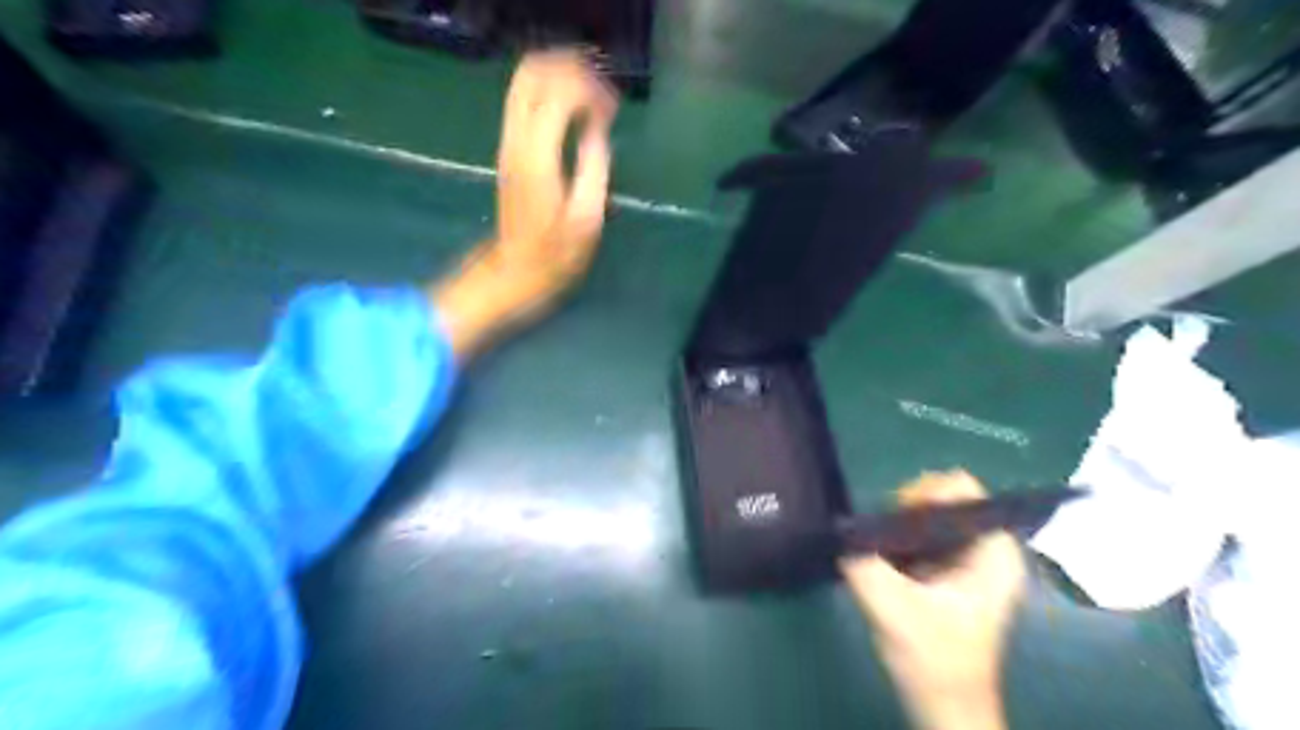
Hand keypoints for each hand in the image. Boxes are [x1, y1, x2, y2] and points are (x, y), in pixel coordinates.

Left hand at [430, 48, 617, 357]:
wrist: (516, 270)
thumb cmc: (556, 254)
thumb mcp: (587, 218)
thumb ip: (595, 166)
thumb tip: (599, 129)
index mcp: (538, 156)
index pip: (559, 93)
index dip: (590, 90)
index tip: (613, 110)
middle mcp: (517, 140)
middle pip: (533, 73)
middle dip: (570, 70)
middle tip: (601, 93)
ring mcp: (508, 142)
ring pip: (524, 81)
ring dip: (558, 77)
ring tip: (591, 97)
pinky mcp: (509, 149)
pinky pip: (524, 100)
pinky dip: (549, 91)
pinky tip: (574, 111)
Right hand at [845, 474, 1025, 729]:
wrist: (942, 702)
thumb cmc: (933, 659)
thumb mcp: (894, 610)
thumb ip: (866, 567)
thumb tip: (841, 531)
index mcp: (992, 552)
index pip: (964, 488)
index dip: (926, 492)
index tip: (898, 515)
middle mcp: (985, 547)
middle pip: (943, 496)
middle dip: (907, 509)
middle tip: (885, 535)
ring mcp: (967, 557)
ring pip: (929, 512)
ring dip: (899, 523)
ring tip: (883, 549)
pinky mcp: (947, 568)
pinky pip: (920, 531)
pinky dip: (898, 535)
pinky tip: (886, 559)